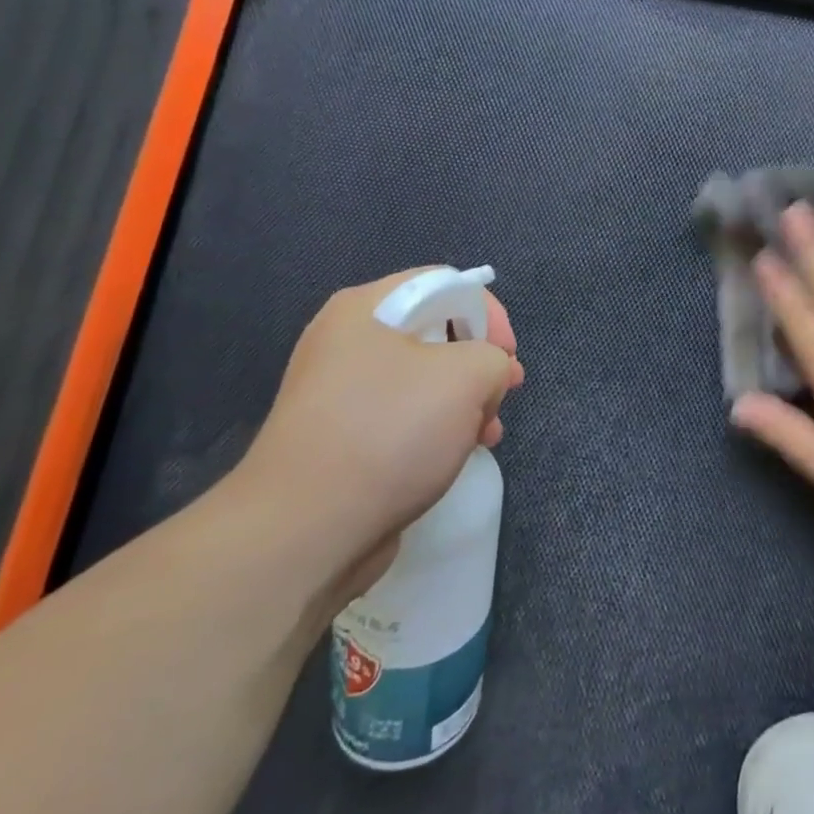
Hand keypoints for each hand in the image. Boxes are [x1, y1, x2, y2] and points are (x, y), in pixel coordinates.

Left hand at [233, 270, 524, 595]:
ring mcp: (340, 391)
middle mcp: (347, 340)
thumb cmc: (390, 431)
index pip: (445, 284)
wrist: (305, 529)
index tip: (508, 356)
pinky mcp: (341, 436)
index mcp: (366, 308)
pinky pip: (402, 415)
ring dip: (465, 399)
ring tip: (488, 432)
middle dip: (479, 362)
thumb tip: (489, 375)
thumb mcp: (467, 376)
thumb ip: (494, 358)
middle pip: (435, 331)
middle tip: (505, 393)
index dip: (488, 312)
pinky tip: (458, 453)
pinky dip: (437, 427)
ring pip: (423, 378)